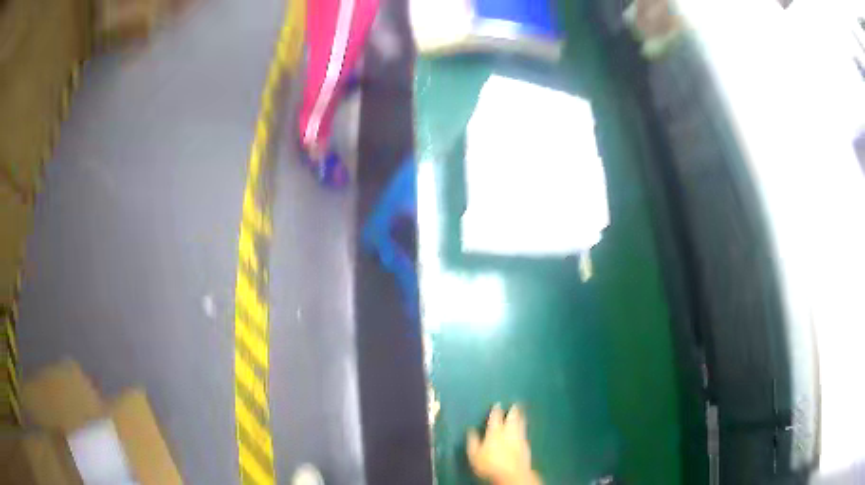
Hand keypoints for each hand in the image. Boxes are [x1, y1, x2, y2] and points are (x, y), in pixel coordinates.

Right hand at [467, 404, 540, 484]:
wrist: (511, 473)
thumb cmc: (489, 464)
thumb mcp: (474, 454)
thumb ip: (472, 441)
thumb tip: (471, 430)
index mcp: (494, 433)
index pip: (495, 418)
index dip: (496, 411)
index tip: (498, 404)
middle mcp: (508, 433)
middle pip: (511, 419)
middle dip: (513, 411)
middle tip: (515, 404)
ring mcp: (519, 439)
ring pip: (520, 424)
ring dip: (521, 417)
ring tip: (522, 412)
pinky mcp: (526, 446)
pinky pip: (525, 433)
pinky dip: (524, 428)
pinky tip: (524, 428)